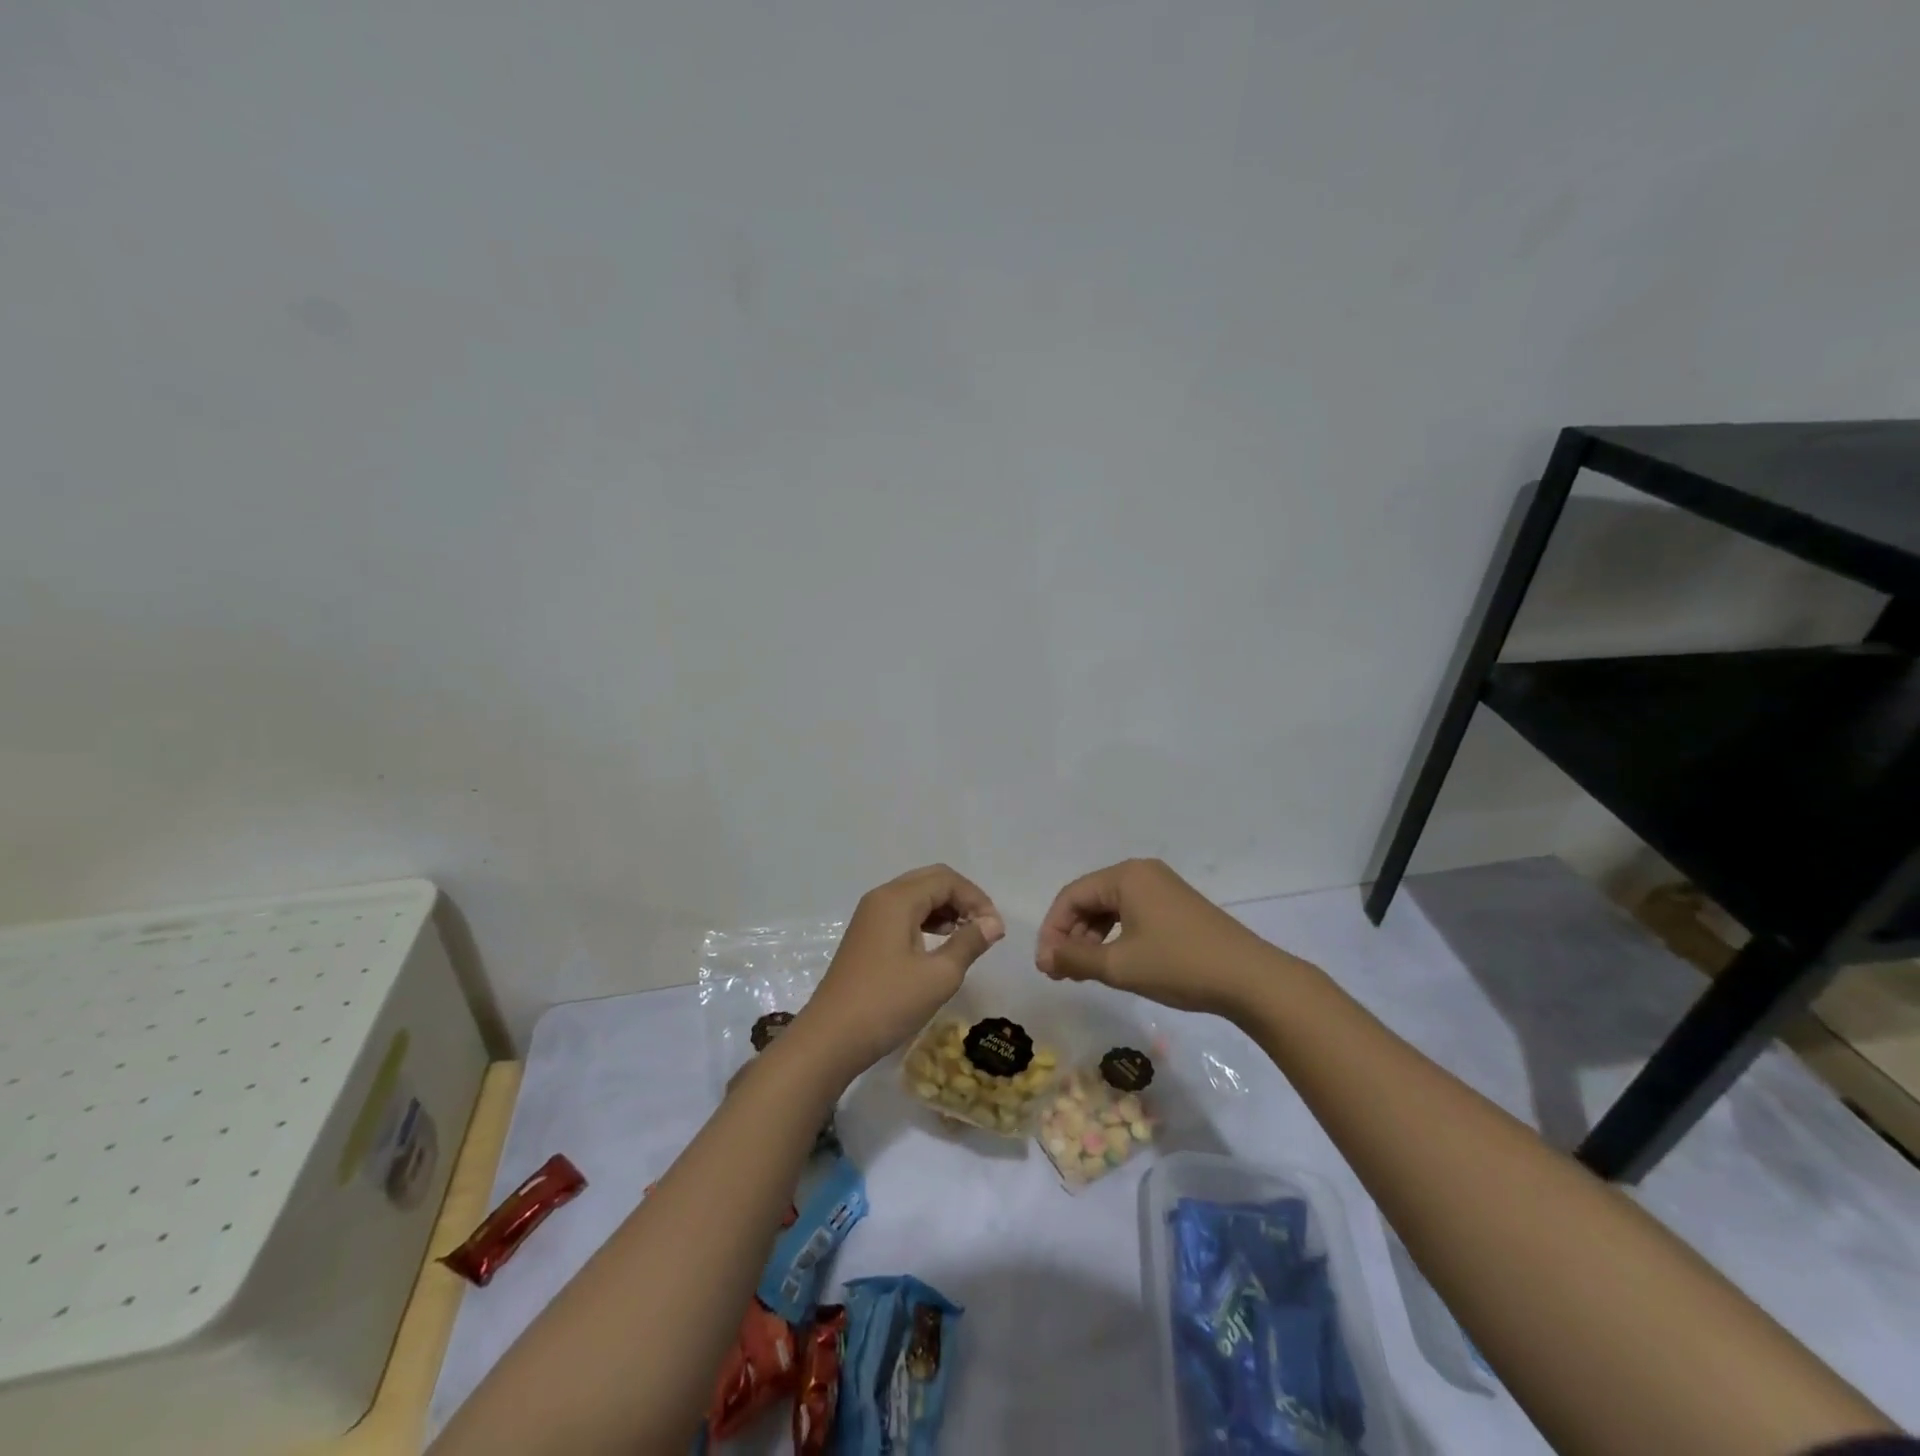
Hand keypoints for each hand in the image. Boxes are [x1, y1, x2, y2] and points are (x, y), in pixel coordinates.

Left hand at [795, 864, 1004, 1075]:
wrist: (830, 1039)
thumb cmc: (887, 1004)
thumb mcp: (938, 976)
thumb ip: (969, 943)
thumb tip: (993, 923)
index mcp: (897, 899)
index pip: (946, 880)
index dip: (976, 899)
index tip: (996, 930)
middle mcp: (881, 898)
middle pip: (930, 881)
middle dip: (962, 899)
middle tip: (984, 928)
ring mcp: (869, 917)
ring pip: (916, 897)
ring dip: (945, 910)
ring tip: (967, 937)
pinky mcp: (866, 936)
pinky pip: (903, 914)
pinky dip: (927, 921)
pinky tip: (940, 944)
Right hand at [1036, 858, 1281, 1018]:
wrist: (1250, 979)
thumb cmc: (1178, 965)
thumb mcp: (1119, 965)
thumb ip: (1075, 958)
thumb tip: (1045, 956)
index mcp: (1125, 876)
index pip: (1071, 896)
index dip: (1052, 930)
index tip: (1045, 965)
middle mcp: (1142, 873)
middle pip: (1090, 900)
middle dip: (1071, 935)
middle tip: (1060, 972)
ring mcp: (1162, 888)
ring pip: (1110, 909)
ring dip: (1091, 938)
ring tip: (1082, 972)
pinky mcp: (1176, 906)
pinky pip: (1131, 915)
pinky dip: (1114, 937)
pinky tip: (1112, 963)